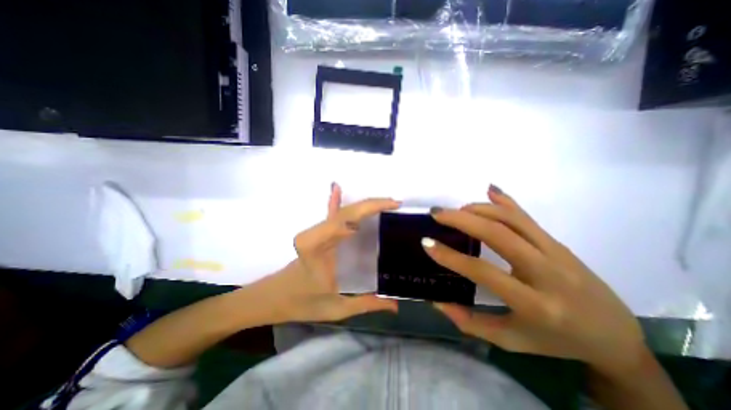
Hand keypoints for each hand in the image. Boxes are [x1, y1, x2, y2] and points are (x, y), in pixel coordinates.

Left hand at [260, 185, 399, 324]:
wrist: (274, 297)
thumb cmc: (301, 303)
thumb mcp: (336, 307)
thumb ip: (366, 304)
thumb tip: (395, 305)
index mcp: (317, 245)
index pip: (347, 219)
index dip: (370, 208)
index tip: (392, 207)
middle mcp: (316, 233)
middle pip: (347, 212)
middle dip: (373, 204)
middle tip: (394, 203)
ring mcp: (316, 231)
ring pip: (342, 211)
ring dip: (364, 205)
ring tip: (385, 202)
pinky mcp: (317, 234)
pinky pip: (329, 215)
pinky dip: (335, 200)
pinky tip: (337, 187)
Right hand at [430, 184, 643, 373]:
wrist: (616, 337)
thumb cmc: (557, 342)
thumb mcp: (510, 340)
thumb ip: (470, 322)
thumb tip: (437, 301)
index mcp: (535, 305)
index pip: (484, 272)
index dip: (451, 257)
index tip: (427, 243)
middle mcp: (548, 273)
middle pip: (499, 234)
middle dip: (462, 219)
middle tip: (437, 213)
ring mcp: (556, 252)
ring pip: (512, 219)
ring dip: (479, 209)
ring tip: (456, 210)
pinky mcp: (557, 242)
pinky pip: (527, 217)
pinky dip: (506, 200)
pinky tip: (490, 189)